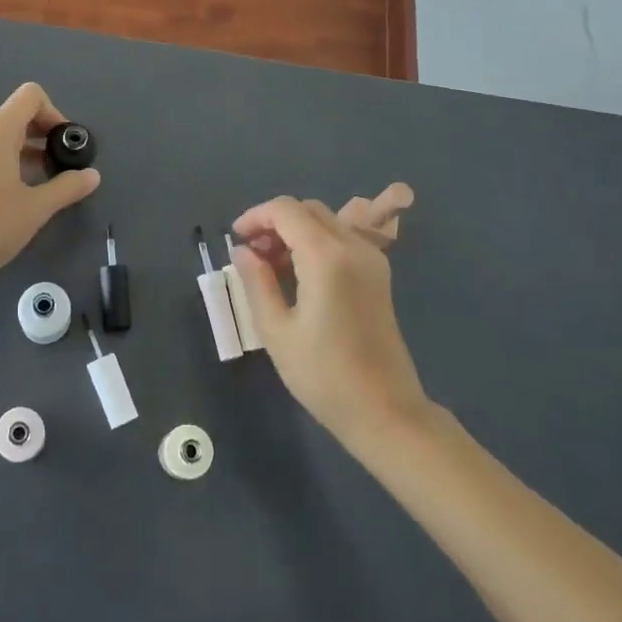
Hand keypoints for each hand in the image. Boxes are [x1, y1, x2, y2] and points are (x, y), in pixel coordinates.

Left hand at [0, 83, 100, 290]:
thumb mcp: (36, 208)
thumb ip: (67, 187)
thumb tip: (93, 176)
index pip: (31, 96)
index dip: (54, 113)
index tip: (63, 145)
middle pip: (15, 115)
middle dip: (41, 136)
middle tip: (58, 168)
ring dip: (23, 150)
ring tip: (38, 183)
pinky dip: (2, 159)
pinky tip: (11, 192)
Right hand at [230, 194, 428, 447]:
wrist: (386, 411)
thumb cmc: (324, 375)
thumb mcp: (277, 331)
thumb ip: (256, 282)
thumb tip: (242, 251)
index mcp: (327, 256)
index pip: (286, 210)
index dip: (255, 217)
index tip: (235, 240)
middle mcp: (353, 246)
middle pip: (307, 209)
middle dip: (274, 222)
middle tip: (251, 254)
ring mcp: (371, 259)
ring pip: (325, 221)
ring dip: (295, 231)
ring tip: (271, 266)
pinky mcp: (378, 274)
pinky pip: (341, 239)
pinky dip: (315, 242)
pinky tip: (299, 274)